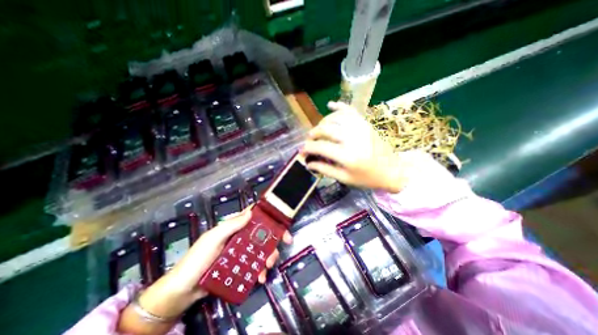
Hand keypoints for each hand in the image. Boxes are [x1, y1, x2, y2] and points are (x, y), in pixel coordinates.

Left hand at [117, 209, 291, 333]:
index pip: (254, 215)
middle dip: (274, 238)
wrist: (183, 290)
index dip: (269, 215)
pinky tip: (260, 277)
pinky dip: (261, 269)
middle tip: (284, 244)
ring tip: (268, 266)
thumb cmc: (197, 259)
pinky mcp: (241, 266)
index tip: (281, 220)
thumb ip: (231, 225)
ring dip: (269, 256)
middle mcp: (241, 236)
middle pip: (263, 232)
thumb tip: (251, 212)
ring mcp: (242, 252)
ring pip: (262, 249)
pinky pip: (256, 264)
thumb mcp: (213, 238)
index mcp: (234, 226)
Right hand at [304, 101, 406, 191]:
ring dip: (322, 122)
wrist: (392, 171)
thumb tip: (308, 163)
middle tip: (309, 140)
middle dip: (312, 134)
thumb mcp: (345, 178)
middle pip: (325, 129)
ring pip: (335, 117)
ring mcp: (360, 128)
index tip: (302, 151)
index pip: (320, 147)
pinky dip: (339, 106)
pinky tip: (330, 105)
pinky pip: (350, 110)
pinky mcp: (366, 123)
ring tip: (319, 130)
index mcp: (347, 156)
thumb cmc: (367, 178)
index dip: (307, 148)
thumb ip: (325, 169)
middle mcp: (353, 138)